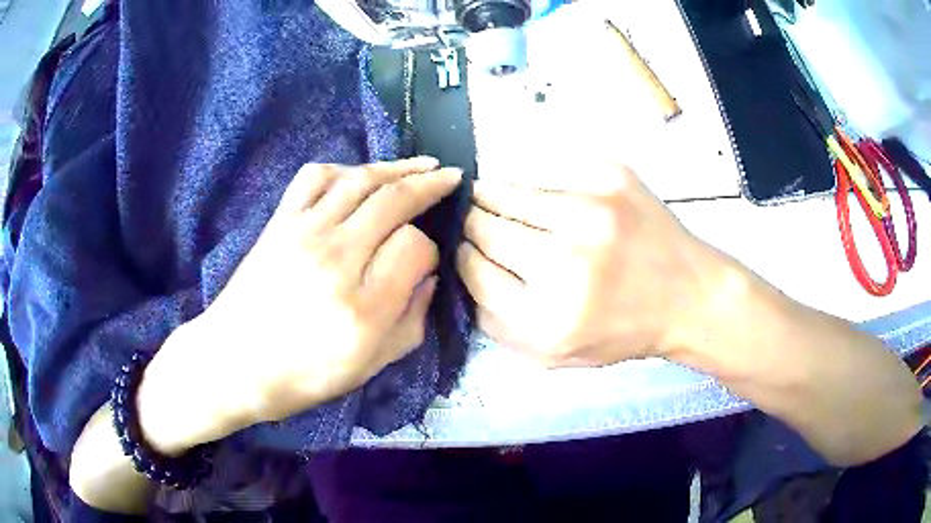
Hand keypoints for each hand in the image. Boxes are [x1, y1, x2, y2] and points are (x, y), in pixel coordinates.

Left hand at [138, 158, 461, 453]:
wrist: (233, 364)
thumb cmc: (302, 376)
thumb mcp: (369, 368)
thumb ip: (411, 322)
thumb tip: (429, 277)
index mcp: (364, 307)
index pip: (415, 248)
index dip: (430, 249)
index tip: (425, 261)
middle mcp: (336, 259)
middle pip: (393, 200)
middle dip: (429, 184)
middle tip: (451, 176)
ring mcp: (303, 234)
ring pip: (360, 180)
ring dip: (397, 166)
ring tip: (421, 164)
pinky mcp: (279, 222)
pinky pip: (315, 177)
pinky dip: (343, 168)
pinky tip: (359, 174)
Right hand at [457, 164, 729, 366]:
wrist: (688, 296)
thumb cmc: (621, 330)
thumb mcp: (553, 355)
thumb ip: (498, 323)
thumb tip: (465, 270)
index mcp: (546, 318)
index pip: (473, 270)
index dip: (465, 258)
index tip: (471, 252)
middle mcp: (565, 263)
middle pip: (483, 227)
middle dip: (475, 226)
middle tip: (482, 225)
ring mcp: (590, 212)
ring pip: (507, 191)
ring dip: (494, 197)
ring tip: (497, 200)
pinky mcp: (610, 177)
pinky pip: (544, 171)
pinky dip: (533, 183)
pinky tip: (543, 196)